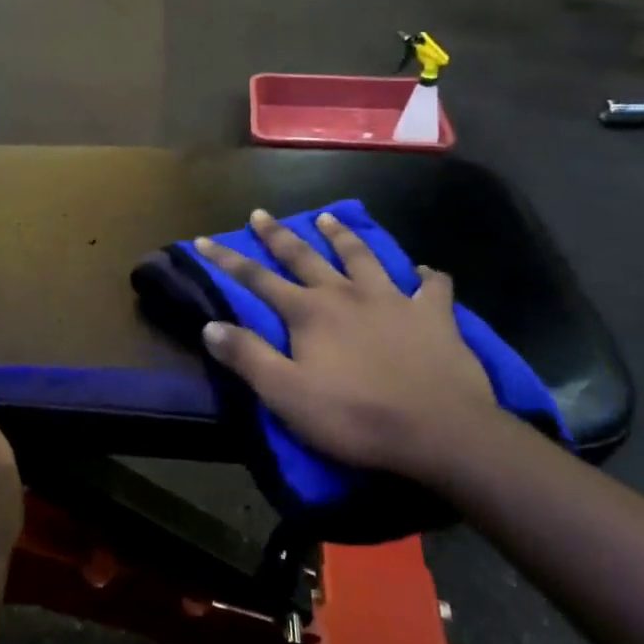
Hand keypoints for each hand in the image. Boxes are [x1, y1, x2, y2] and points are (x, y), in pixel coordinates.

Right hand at [196, 210, 502, 481]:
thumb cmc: (355, 416)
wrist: (439, 430)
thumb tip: (209, 326)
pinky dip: (426, 275)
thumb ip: (247, 357)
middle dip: (279, 235)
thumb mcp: (286, 394)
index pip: (257, 279)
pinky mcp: (434, 316)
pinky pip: (432, 286)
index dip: (227, 260)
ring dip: (343, 236)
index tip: (204, 239)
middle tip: (261, 213)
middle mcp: (347, 294)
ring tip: (329, 217)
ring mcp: (393, 300)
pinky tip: (423, 271)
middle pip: (306, 256)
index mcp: (310, 312)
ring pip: (363, 256)